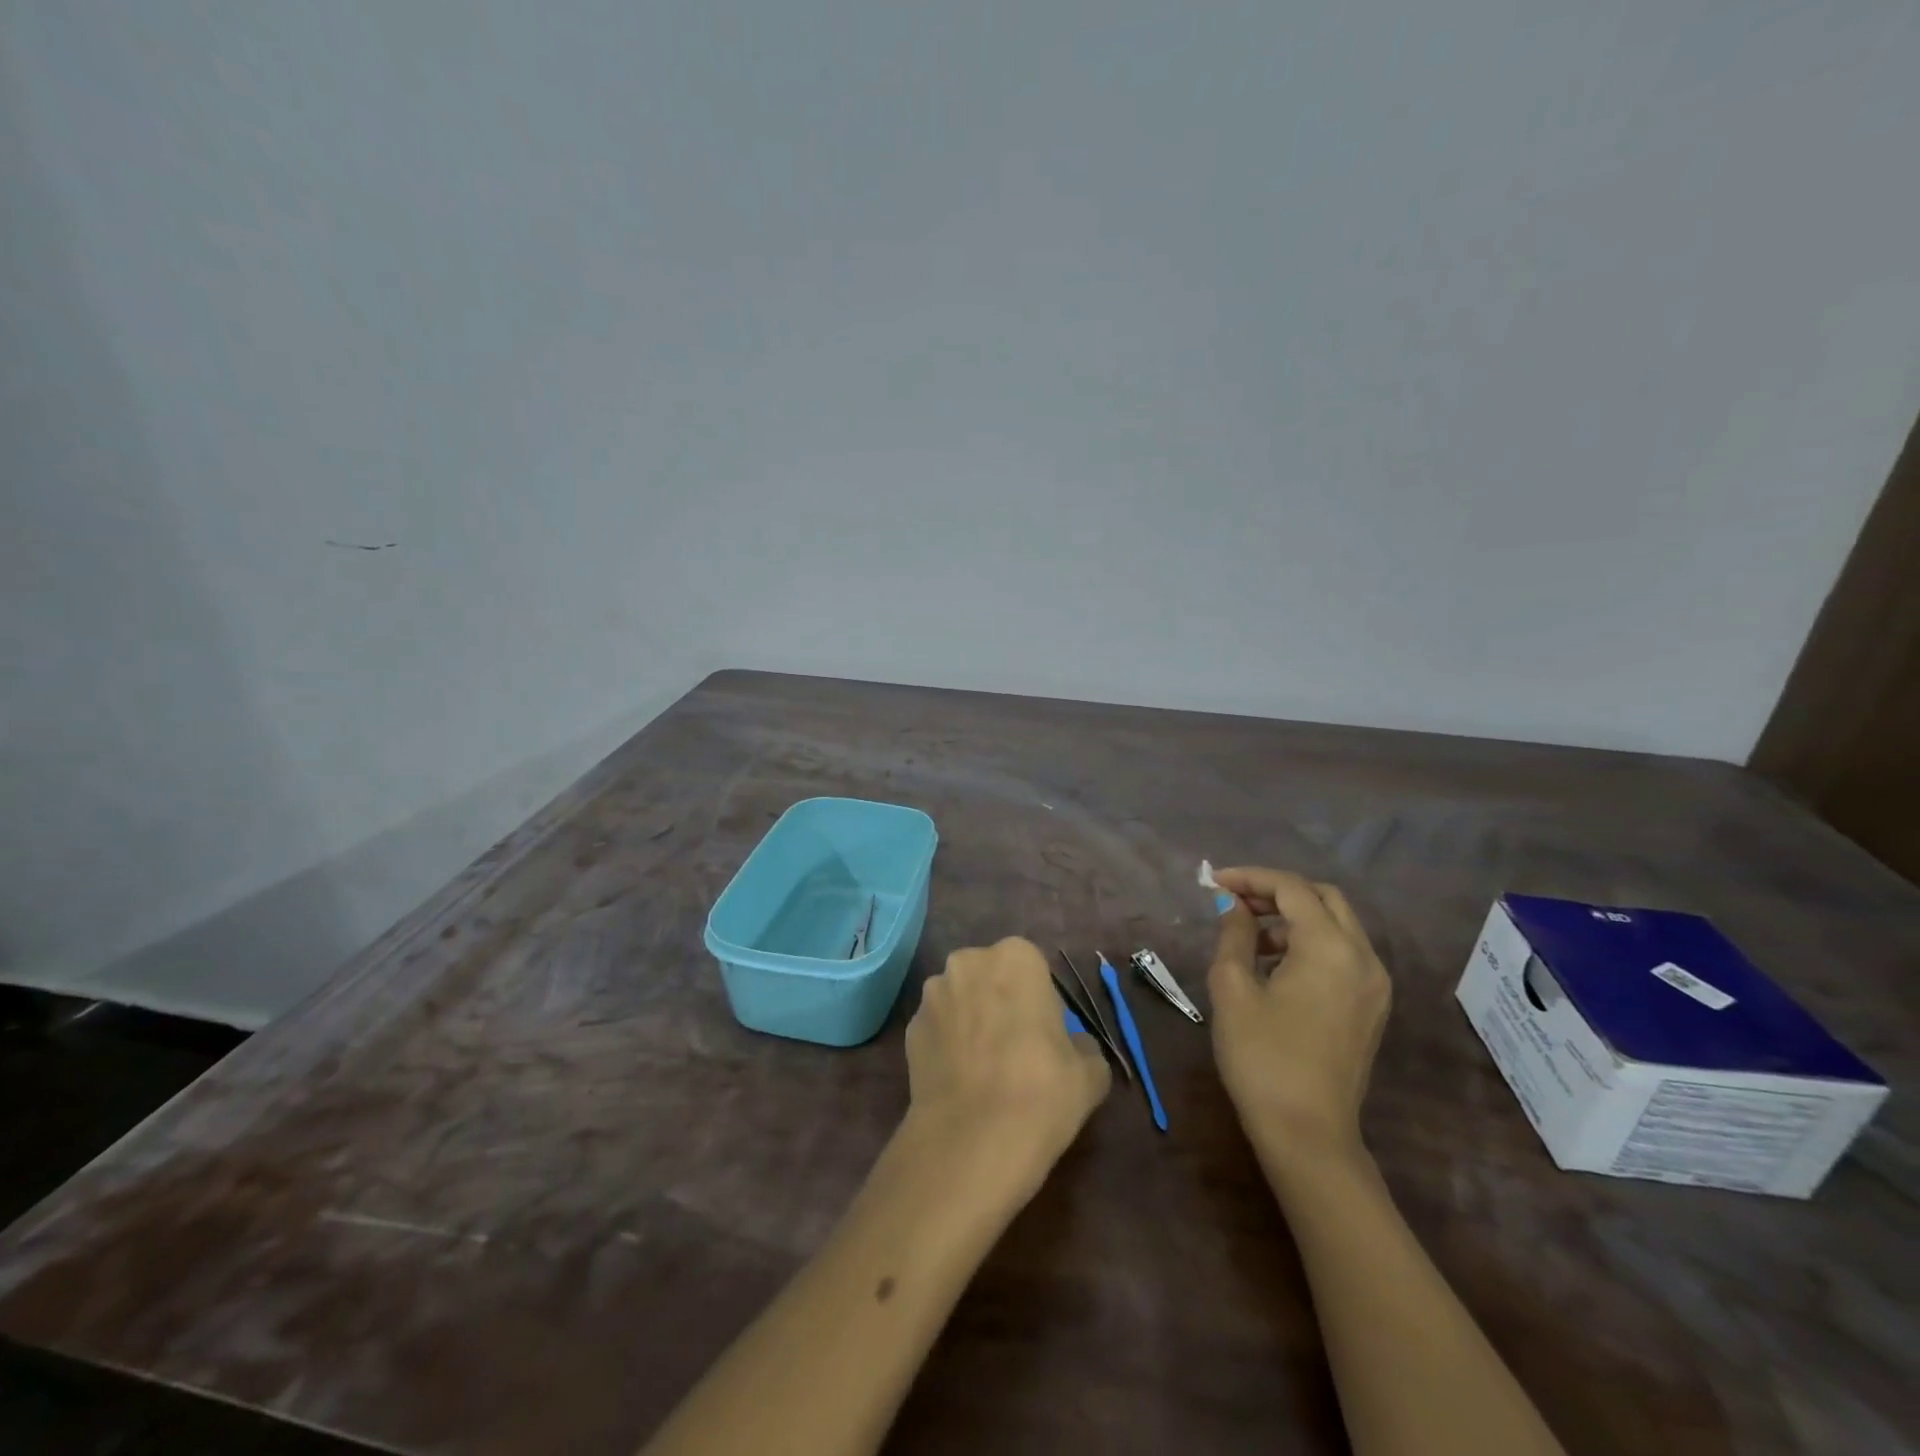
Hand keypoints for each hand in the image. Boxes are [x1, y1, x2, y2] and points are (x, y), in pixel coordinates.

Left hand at [904, 937, 1111, 1201]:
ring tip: (984, 1069)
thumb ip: (1083, 1046)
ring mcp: (932, 994)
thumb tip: (1073, 1046)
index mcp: (1016, 957)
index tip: (1047, 1035)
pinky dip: (948, 1046)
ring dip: (971, 1020)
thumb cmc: (1041, 1092)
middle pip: (991, 977)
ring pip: (960, 1000)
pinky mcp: (909, 1028)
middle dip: (1001, 1002)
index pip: (1033, 969)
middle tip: (1017, 1048)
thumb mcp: (1090, 1073)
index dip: (1041, 1002)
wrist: (971, 1141)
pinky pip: (938, 1029)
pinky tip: (960, 1081)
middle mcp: (968, 962)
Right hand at [1207, 868, 1390, 1172]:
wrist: (1307, 1134)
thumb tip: (1234, 907)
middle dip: (1277, 891)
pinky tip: (1275, 965)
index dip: (1250, 878)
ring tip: (1249, 935)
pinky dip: (1311, 942)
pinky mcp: (1372, 1007)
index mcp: (1330, 947)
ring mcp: (1374, 984)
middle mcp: (1363, 957)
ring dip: (1294, 917)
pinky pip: (1344, 954)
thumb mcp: (1233, 989)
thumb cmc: (1262, 1057)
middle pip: (1323, 898)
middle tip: (1235, 901)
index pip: (1292, 889)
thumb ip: (1234, 935)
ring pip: (1337, 925)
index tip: (1214, 882)